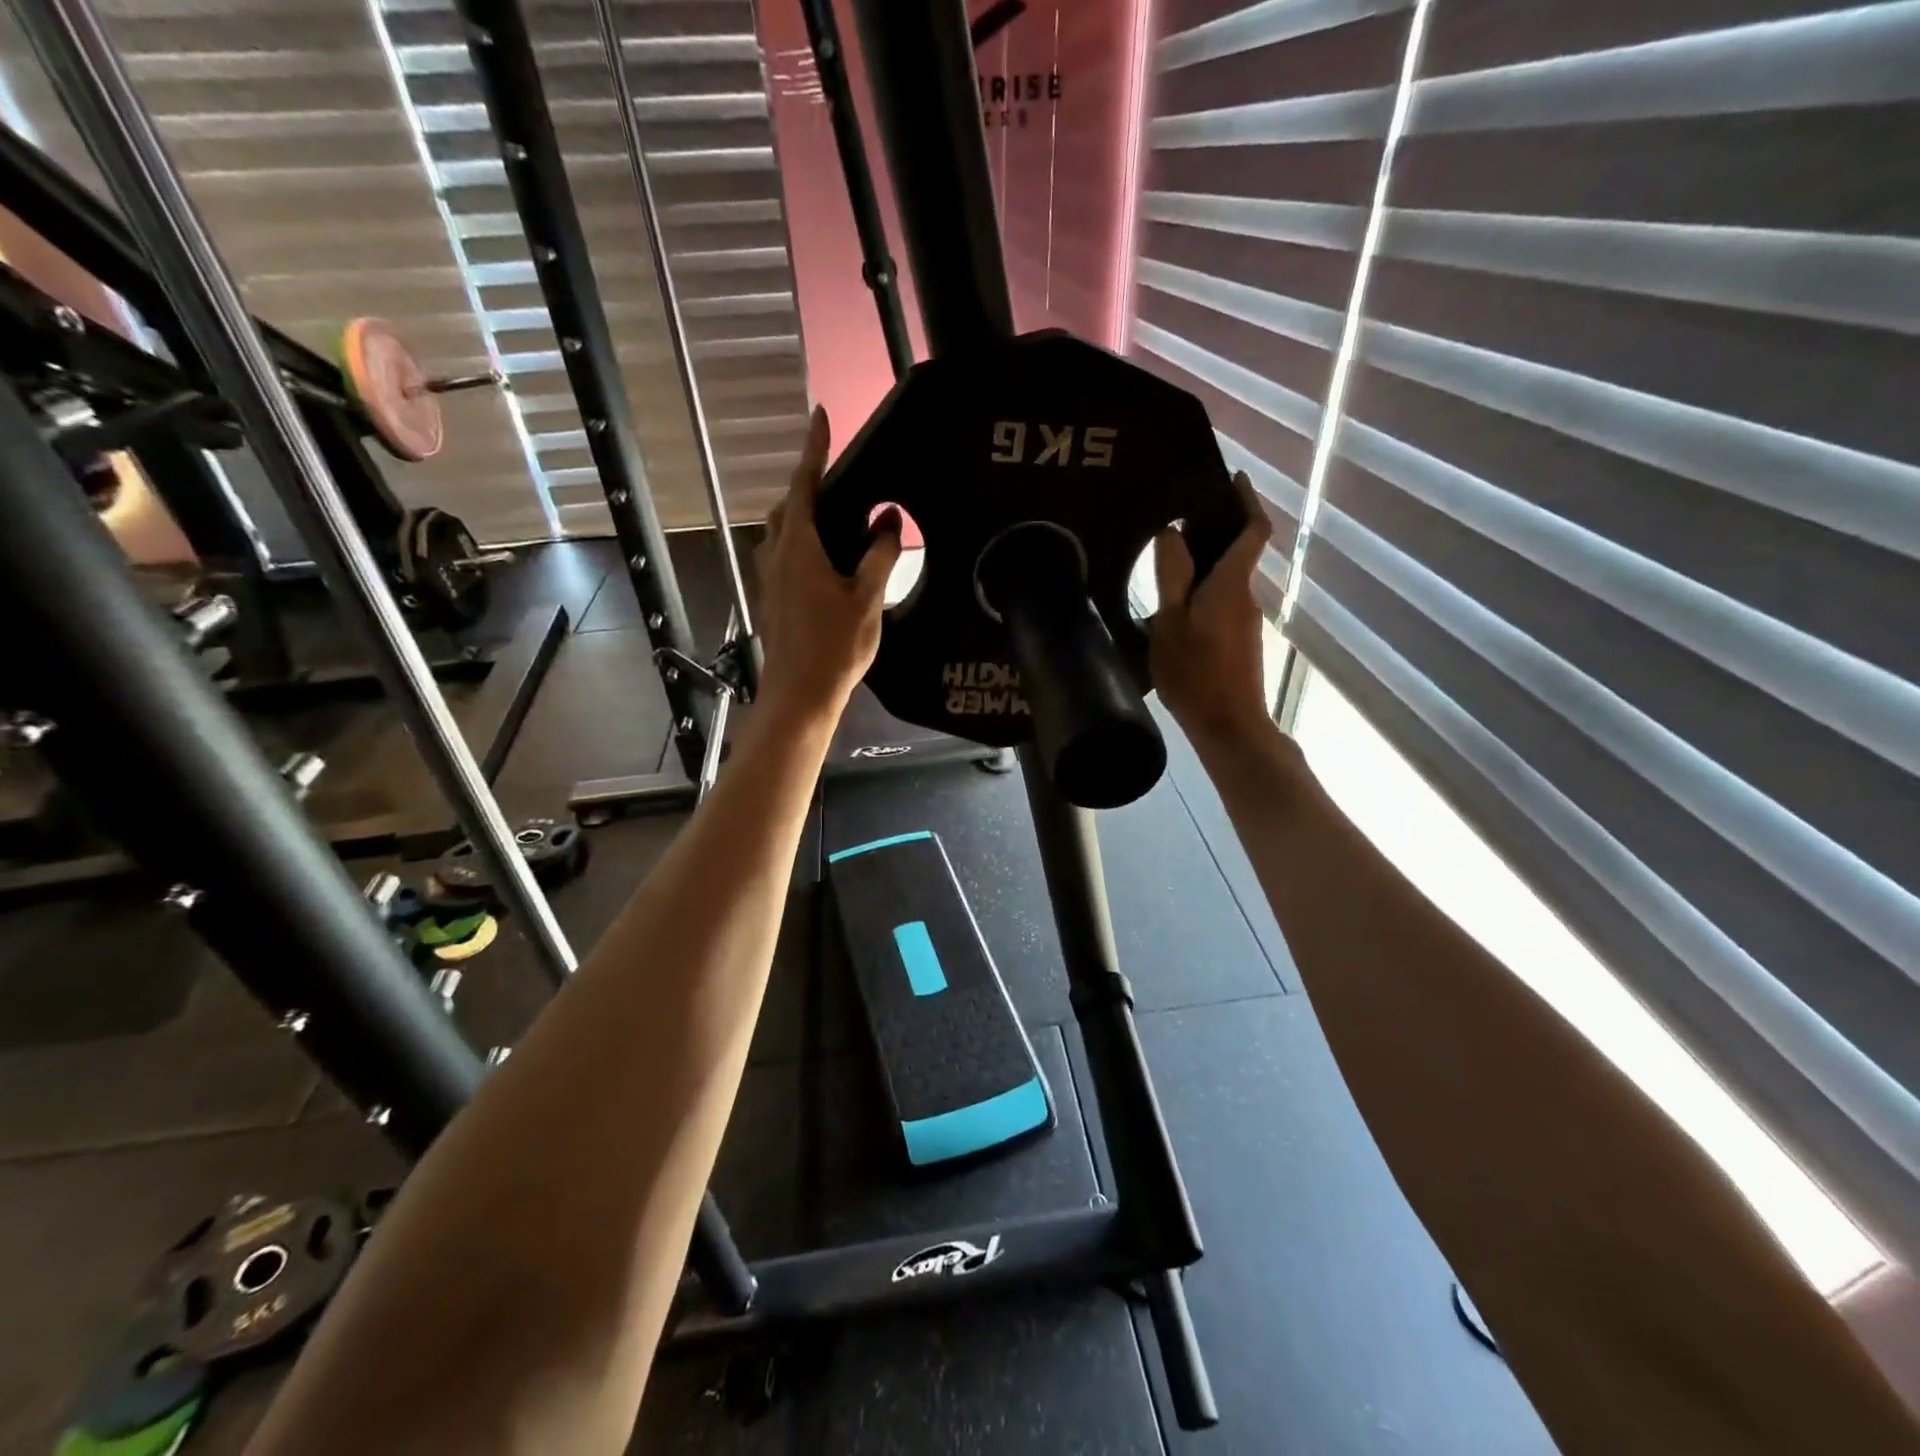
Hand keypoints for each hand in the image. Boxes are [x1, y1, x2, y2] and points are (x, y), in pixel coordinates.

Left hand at [752, 407, 900, 724]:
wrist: (800, 694)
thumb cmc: (835, 646)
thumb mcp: (866, 599)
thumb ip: (878, 555)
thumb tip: (888, 519)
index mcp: (799, 548)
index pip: (804, 485)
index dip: (813, 449)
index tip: (820, 416)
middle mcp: (776, 556)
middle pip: (787, 507)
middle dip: (806, 486)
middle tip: (836, 480)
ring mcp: (769, 579)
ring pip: (780, 534)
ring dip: (800, 518)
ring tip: (834, 520)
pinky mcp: (770, 599)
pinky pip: (782, 557)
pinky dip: (799, 545)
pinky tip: (823, 563)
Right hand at [1149, 470, 1274, 748]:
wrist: (1229, 726)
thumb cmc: (1196, 674)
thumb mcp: (1170, 623)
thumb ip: (1172, 576)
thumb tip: (1172, 534)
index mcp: (1231, 583)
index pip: (1253, 530)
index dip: (1247, 500)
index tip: (1233, 478)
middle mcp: (1245, 595)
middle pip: (1238, 552)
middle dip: (1216, 529)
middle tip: (1178, 518)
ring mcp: (1246, 620)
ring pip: (1228, 579)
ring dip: (1206, 563)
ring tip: (1167, 561)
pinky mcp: (1240, 641)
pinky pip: (1223, 601)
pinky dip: (1205, 590)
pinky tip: (1175, 604)